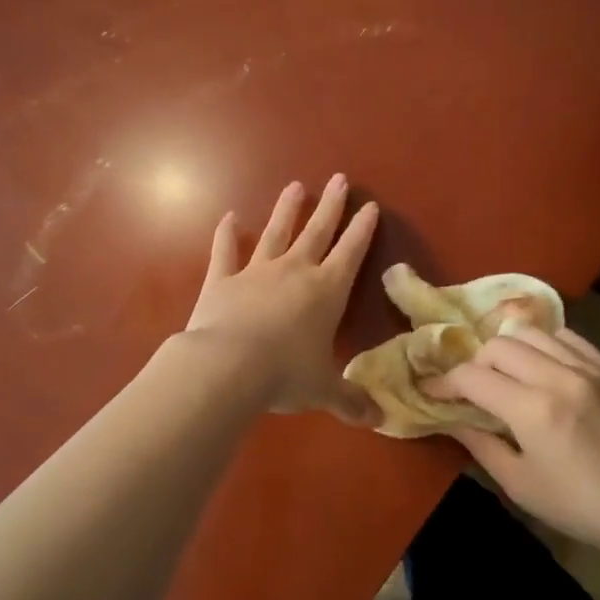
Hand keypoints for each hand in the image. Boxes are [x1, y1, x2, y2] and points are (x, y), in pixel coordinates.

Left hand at [184, 174, 380, 424]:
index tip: (370, 205)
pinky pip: (224, 252)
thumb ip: (350, 401)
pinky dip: (225, 234)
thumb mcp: (323, 390)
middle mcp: (294, 272)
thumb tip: (378, 421)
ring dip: (286, 210)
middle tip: (338, 179)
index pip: (351, 252)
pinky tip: (228, 217)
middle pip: (317, 231)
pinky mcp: (221, 280)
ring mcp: (256, 272)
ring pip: (275, 233)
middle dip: (330, 206)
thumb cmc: (285, 375)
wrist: (227, 367)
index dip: (362, 229)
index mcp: (326, 291)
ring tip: (295, 187)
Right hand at [427, 327, 599, 555]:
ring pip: (531, 333)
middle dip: (475, 363)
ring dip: (508, 350)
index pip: (473, 377)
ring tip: (506, 374)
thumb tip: (452, 419)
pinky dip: (544, 346)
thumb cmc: (581, 506)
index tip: (432, 391)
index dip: (445, 382)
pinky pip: (566, 337)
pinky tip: (542, 367)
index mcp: (533, 411)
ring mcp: (589, 368)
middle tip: (472, 388)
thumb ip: (481, 445)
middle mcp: (559, 377)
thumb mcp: (521, 485)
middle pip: (498, 346)